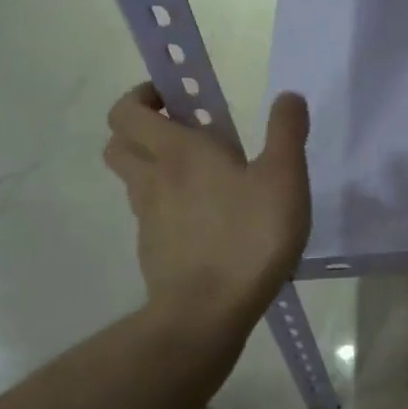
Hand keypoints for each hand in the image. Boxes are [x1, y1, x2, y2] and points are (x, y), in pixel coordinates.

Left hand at [104, 84, 310, 324]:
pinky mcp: (153, 249)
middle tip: (182, 130)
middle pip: (119, 142)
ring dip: (153, 165)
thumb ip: (286, 132)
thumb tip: (288, 96)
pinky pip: (151, 213)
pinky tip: (206, 218)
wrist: (208, 312)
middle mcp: (153, 179)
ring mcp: (147, 218)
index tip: (174, 97)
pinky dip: (167, 204)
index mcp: (178, 152)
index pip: (128, 111)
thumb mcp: (284, 178)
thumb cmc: (249, 236)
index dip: (142, 96)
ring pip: (133, 178)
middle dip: (141, 128)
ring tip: (201, 174)